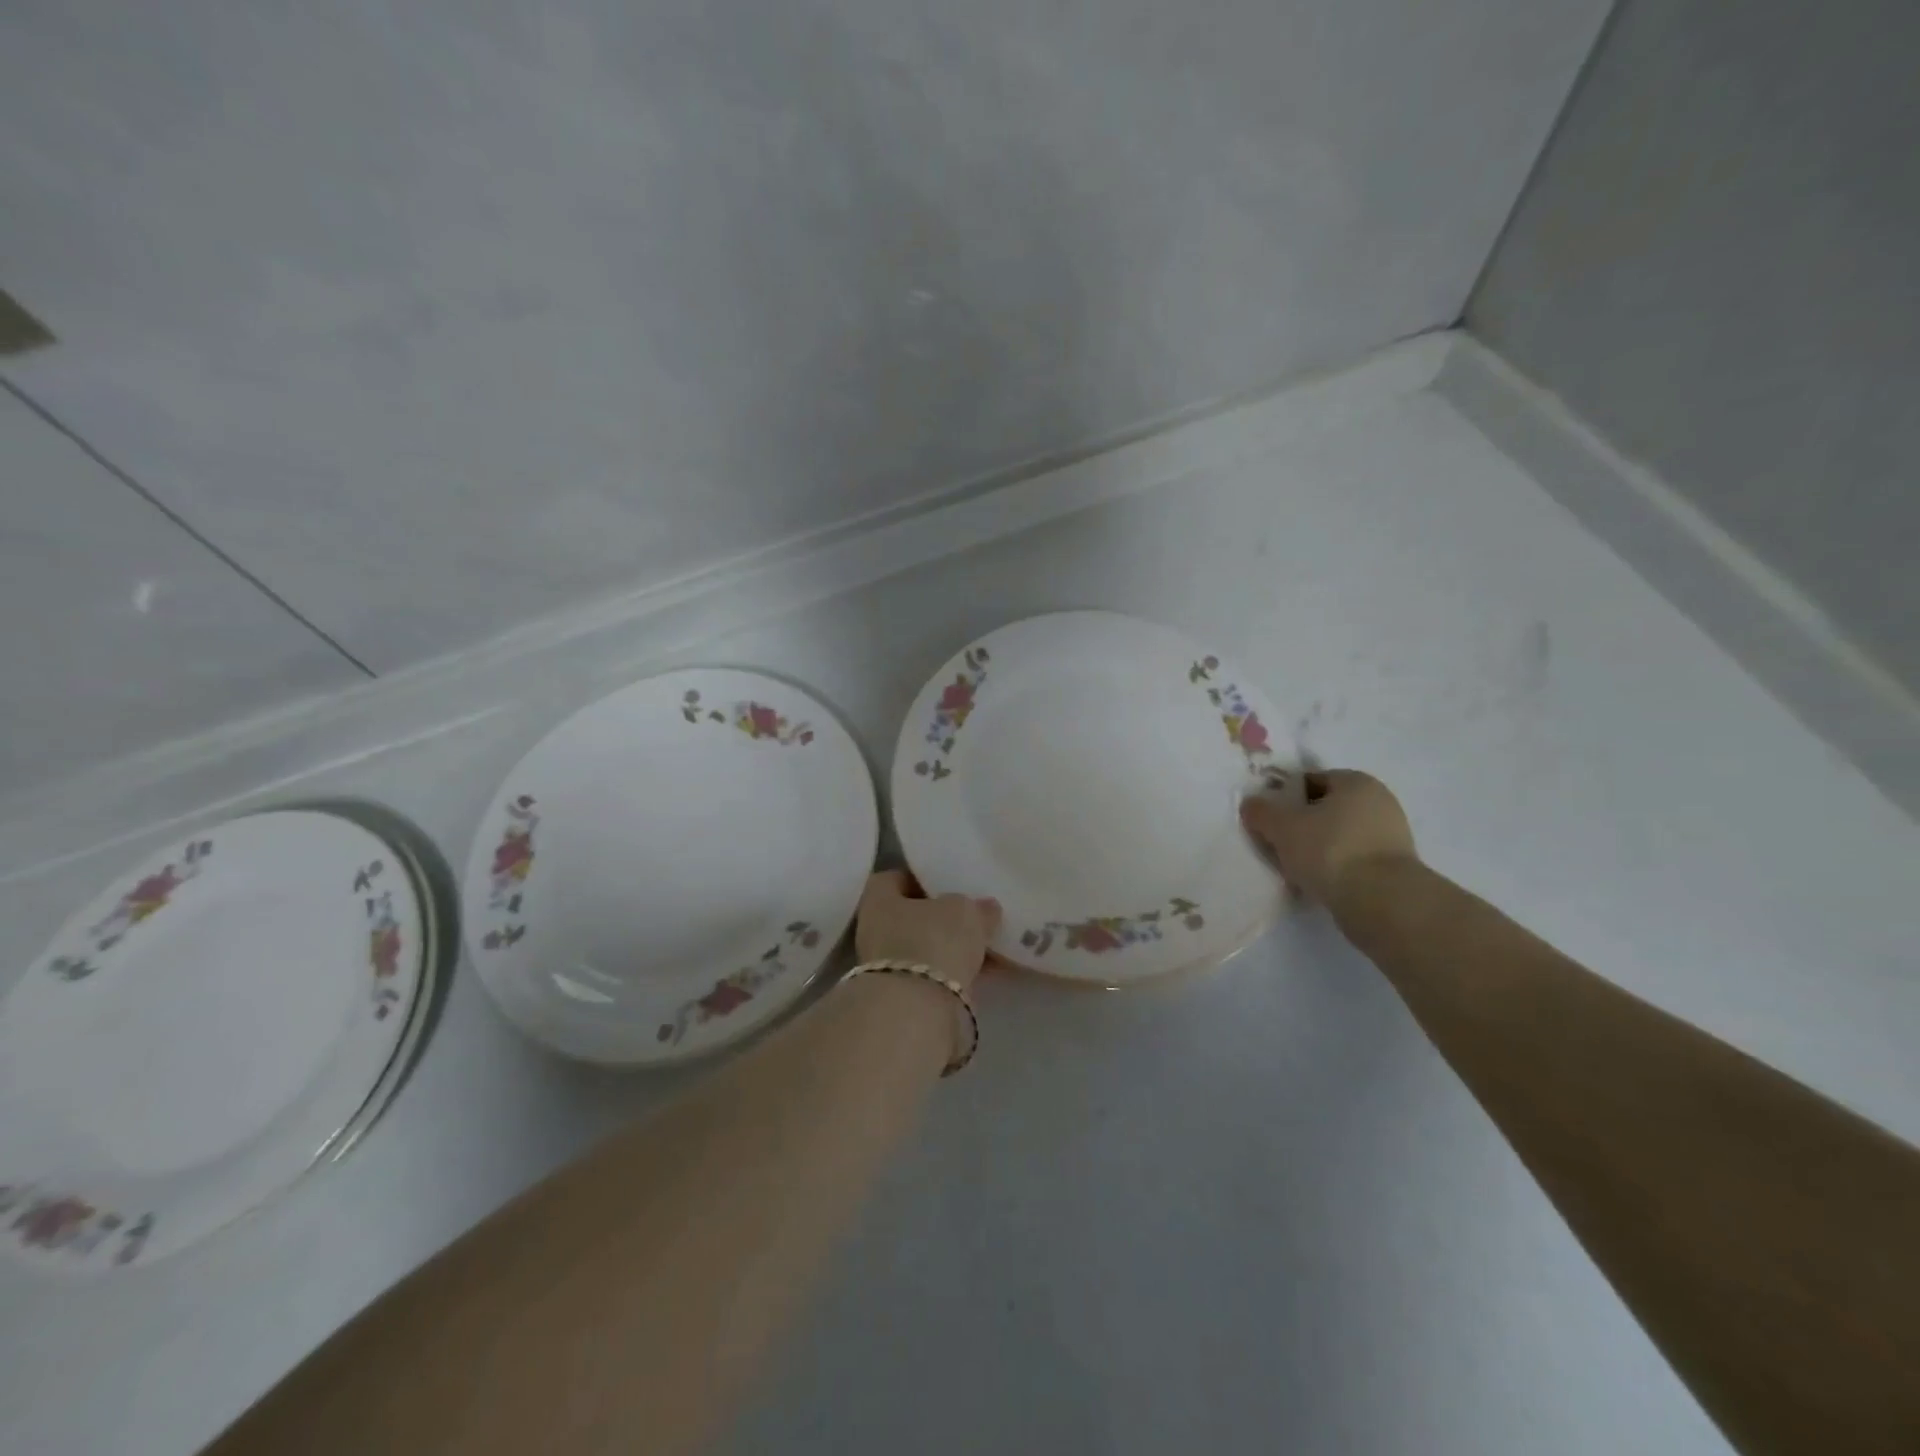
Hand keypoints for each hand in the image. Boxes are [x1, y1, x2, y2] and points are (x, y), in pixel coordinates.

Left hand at [855, 869, 1001, 990]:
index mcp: (878, 899)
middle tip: (974, 915)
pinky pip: (937, 976)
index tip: (949, 882)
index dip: (921, 878)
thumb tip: (986, 908)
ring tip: (989, 944)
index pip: (895, 878)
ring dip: (953, 948)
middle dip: (942, 917)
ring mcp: (887, 968)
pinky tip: (988, 971)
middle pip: (912, 916)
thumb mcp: (964, 912)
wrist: (917, 1012)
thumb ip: (976, 907)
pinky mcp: (906, 998)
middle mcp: (875, 931)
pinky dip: (959, 973)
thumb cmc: (932, 941)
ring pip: (926, 948)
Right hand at [1240, 769, 1417, 906]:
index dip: (1285, 796)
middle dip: (1301, 824)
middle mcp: (1379, 802)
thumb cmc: (1330, 850)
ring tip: (1293, 868)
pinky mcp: (1394, 868)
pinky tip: (1316, 883)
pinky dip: (1334, 868)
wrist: (1381, 902)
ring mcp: (1391, 837)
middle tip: (1277, 843)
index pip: (1312, 780)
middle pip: (1326, 809)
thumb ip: (1261, 812)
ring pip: (1339, 836)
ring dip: (1317, 849)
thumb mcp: (1282, 827)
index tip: (1268, 817)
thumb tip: (1251, 804)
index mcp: (1356, 782)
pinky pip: (1352, 860)